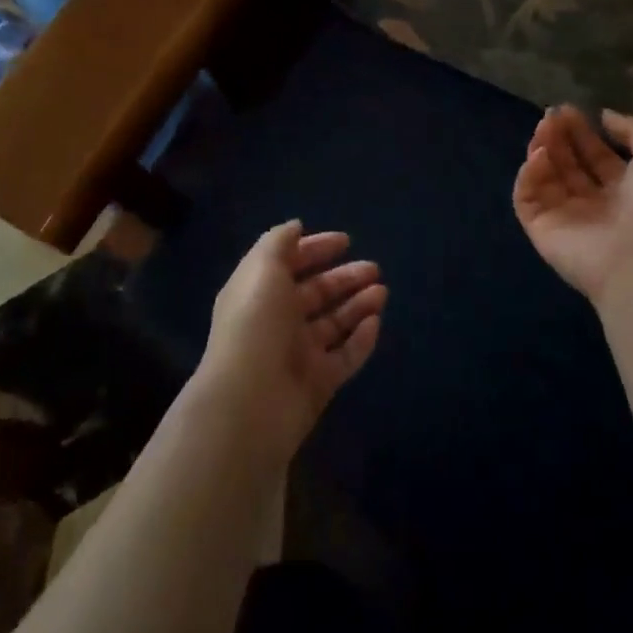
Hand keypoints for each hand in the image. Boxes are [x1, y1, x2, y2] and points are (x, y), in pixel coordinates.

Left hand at [195, 221, 386, 460]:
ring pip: (334, 324)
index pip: (290, 262)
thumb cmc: (256, 325)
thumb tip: (296, 226)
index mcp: (260, 291)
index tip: (346, 240)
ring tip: (382, 291)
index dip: (315, 248)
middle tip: (374, 268)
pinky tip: (376, 322)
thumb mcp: (262, 268)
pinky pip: (345, 357)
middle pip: (317, 293)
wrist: (249, 405)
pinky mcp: (318, 384)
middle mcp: (278, 320)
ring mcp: (298, 354)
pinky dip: (361, 340)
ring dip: (358, 305)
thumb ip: (279, 242)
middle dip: (345, 278)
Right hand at [513, 105, 632, 307]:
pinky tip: (538, 156)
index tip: (568, 109)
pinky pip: (527, 199)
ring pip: (544, 178)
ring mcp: (566, 219)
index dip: (582, 132)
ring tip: (544, 129)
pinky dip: (528, 175)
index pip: (596, 156)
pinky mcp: (542, 231)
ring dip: (541, 149)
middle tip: (551, 114)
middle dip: (559, 137)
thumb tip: (605, 116)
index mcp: (625, 191)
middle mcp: (595, 205)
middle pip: (568, 164)